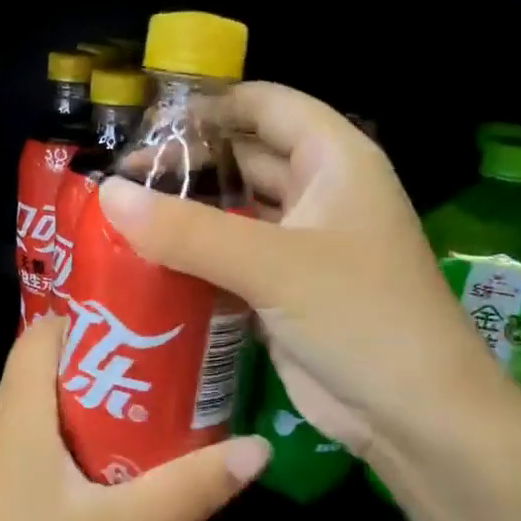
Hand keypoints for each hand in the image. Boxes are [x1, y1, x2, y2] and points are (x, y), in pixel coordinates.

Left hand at [0, 317, 269, 520]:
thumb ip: (188, 488)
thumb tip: (258, 448)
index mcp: (17, 413)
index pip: (42, 333)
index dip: (89, 319)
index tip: (143, 324)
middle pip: (47, 368)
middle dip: (104, 363)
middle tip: (165, 373)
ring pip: (42, 410)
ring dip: (92, 407)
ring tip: (152, 416)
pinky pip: (35, 445)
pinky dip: (73, 443)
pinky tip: (114, 473)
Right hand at [96, 82, 506, 464]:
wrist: (413, 415)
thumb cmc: (361, 317)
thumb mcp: (274, 265)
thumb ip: (188, 230)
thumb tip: (107, 194)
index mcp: (334, 161)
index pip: (265, 104)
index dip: (209, 106)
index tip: (145, 124)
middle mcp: (317, 193)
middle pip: (243, 156)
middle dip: (186, 164)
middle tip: (118, 180)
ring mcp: (300, 244)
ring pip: (234, 211)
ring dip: (186, 213)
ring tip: (119, 218)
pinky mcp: (283, 289)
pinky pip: (230, 258)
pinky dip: (194, 257)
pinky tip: (146, 263)